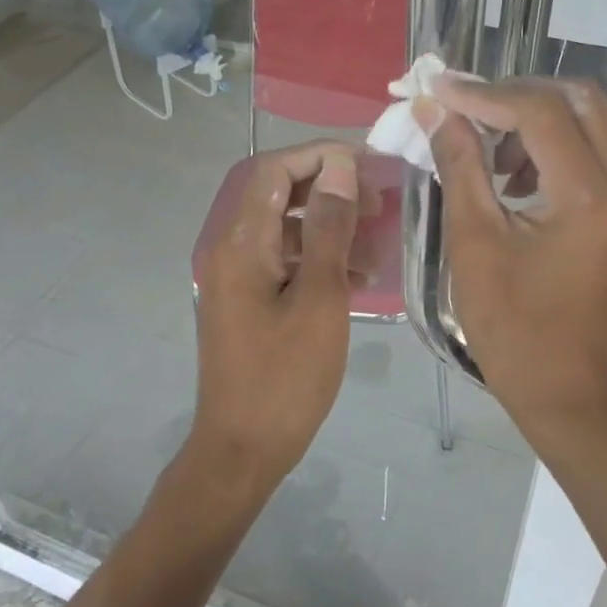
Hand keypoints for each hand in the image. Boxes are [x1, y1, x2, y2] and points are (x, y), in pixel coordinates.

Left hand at [190, 141, 361, 493]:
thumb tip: (338, 167)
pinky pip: (282, 262)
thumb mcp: (319, 297)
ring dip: (327, 227)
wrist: (242, 450)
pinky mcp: (247, 302)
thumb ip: (328, 228)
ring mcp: (236, 278)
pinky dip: (316, 259)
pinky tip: (357, 277)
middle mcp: (230, 250)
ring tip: (374, 242)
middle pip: (278, 196)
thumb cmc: (285, 376)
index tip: (366, 164)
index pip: (274, 171)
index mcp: (240, 243)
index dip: (319, 156)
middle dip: (328, 190)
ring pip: (284, 230)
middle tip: (376, 201)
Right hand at [418, 77, 606, 434]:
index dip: (484, 93)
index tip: (439, 89)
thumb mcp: (473, 240)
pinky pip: (591, 151)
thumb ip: (459, 164)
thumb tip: (436, 110)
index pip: (539, 111)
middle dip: (517, 93)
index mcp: (589, 196)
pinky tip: (511, 175)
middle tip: (466, 107)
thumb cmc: (509, 323)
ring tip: (484, 146)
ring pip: (589, 120)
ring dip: (534, 117)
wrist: (561, 384)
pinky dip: (550, 143)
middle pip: (578, 99)